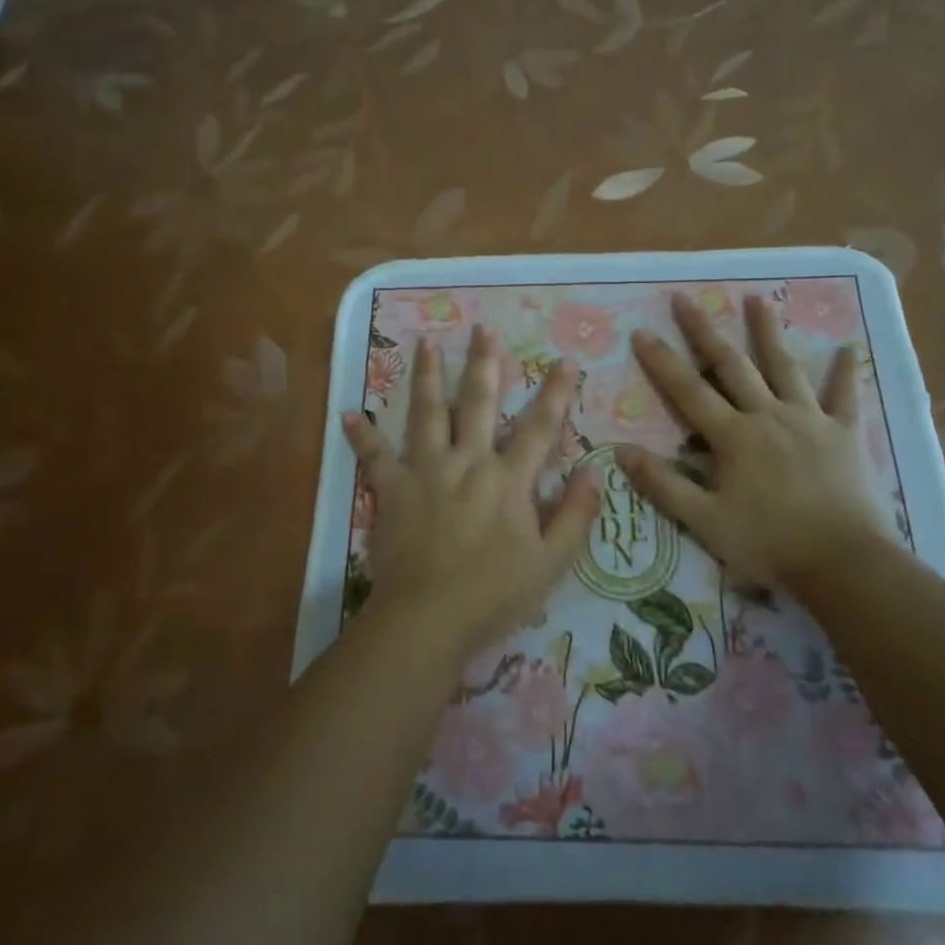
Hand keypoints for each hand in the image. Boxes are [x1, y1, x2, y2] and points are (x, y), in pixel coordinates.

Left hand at [342, 326, 599, 661]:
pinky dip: (361, 436)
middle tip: (482, 328)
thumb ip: (575, 516)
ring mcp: (426, 471)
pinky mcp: (392, 490)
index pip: (540, 428)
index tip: (565, 360)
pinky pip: (373, 457)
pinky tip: (348, 413)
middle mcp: (468, 462)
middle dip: (483, 364)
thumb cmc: (495, 593)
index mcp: (508, 479)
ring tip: (425, 343)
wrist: (430, 616)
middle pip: (478, 403)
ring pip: (428, 413)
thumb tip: (596, 473)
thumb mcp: (551, 562)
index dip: (556, 393)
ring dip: (428, 376)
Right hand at [617, 293, 889, 588]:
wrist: (844, 563)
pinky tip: (848, 348)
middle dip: (705, 331)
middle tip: (686, 298)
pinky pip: (845, 397)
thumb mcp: (705, 522)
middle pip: (732, 366)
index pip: (688, 391)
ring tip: (756, 299)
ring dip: (767, 332)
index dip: (662, 362)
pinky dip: (845, 373)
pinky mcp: (845, 434)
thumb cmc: (769, 544)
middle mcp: (768, 416)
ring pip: (785, 367)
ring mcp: (810, 420)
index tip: (642, 332)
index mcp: (734, 436)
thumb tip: (622, 451)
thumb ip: (664, 485)